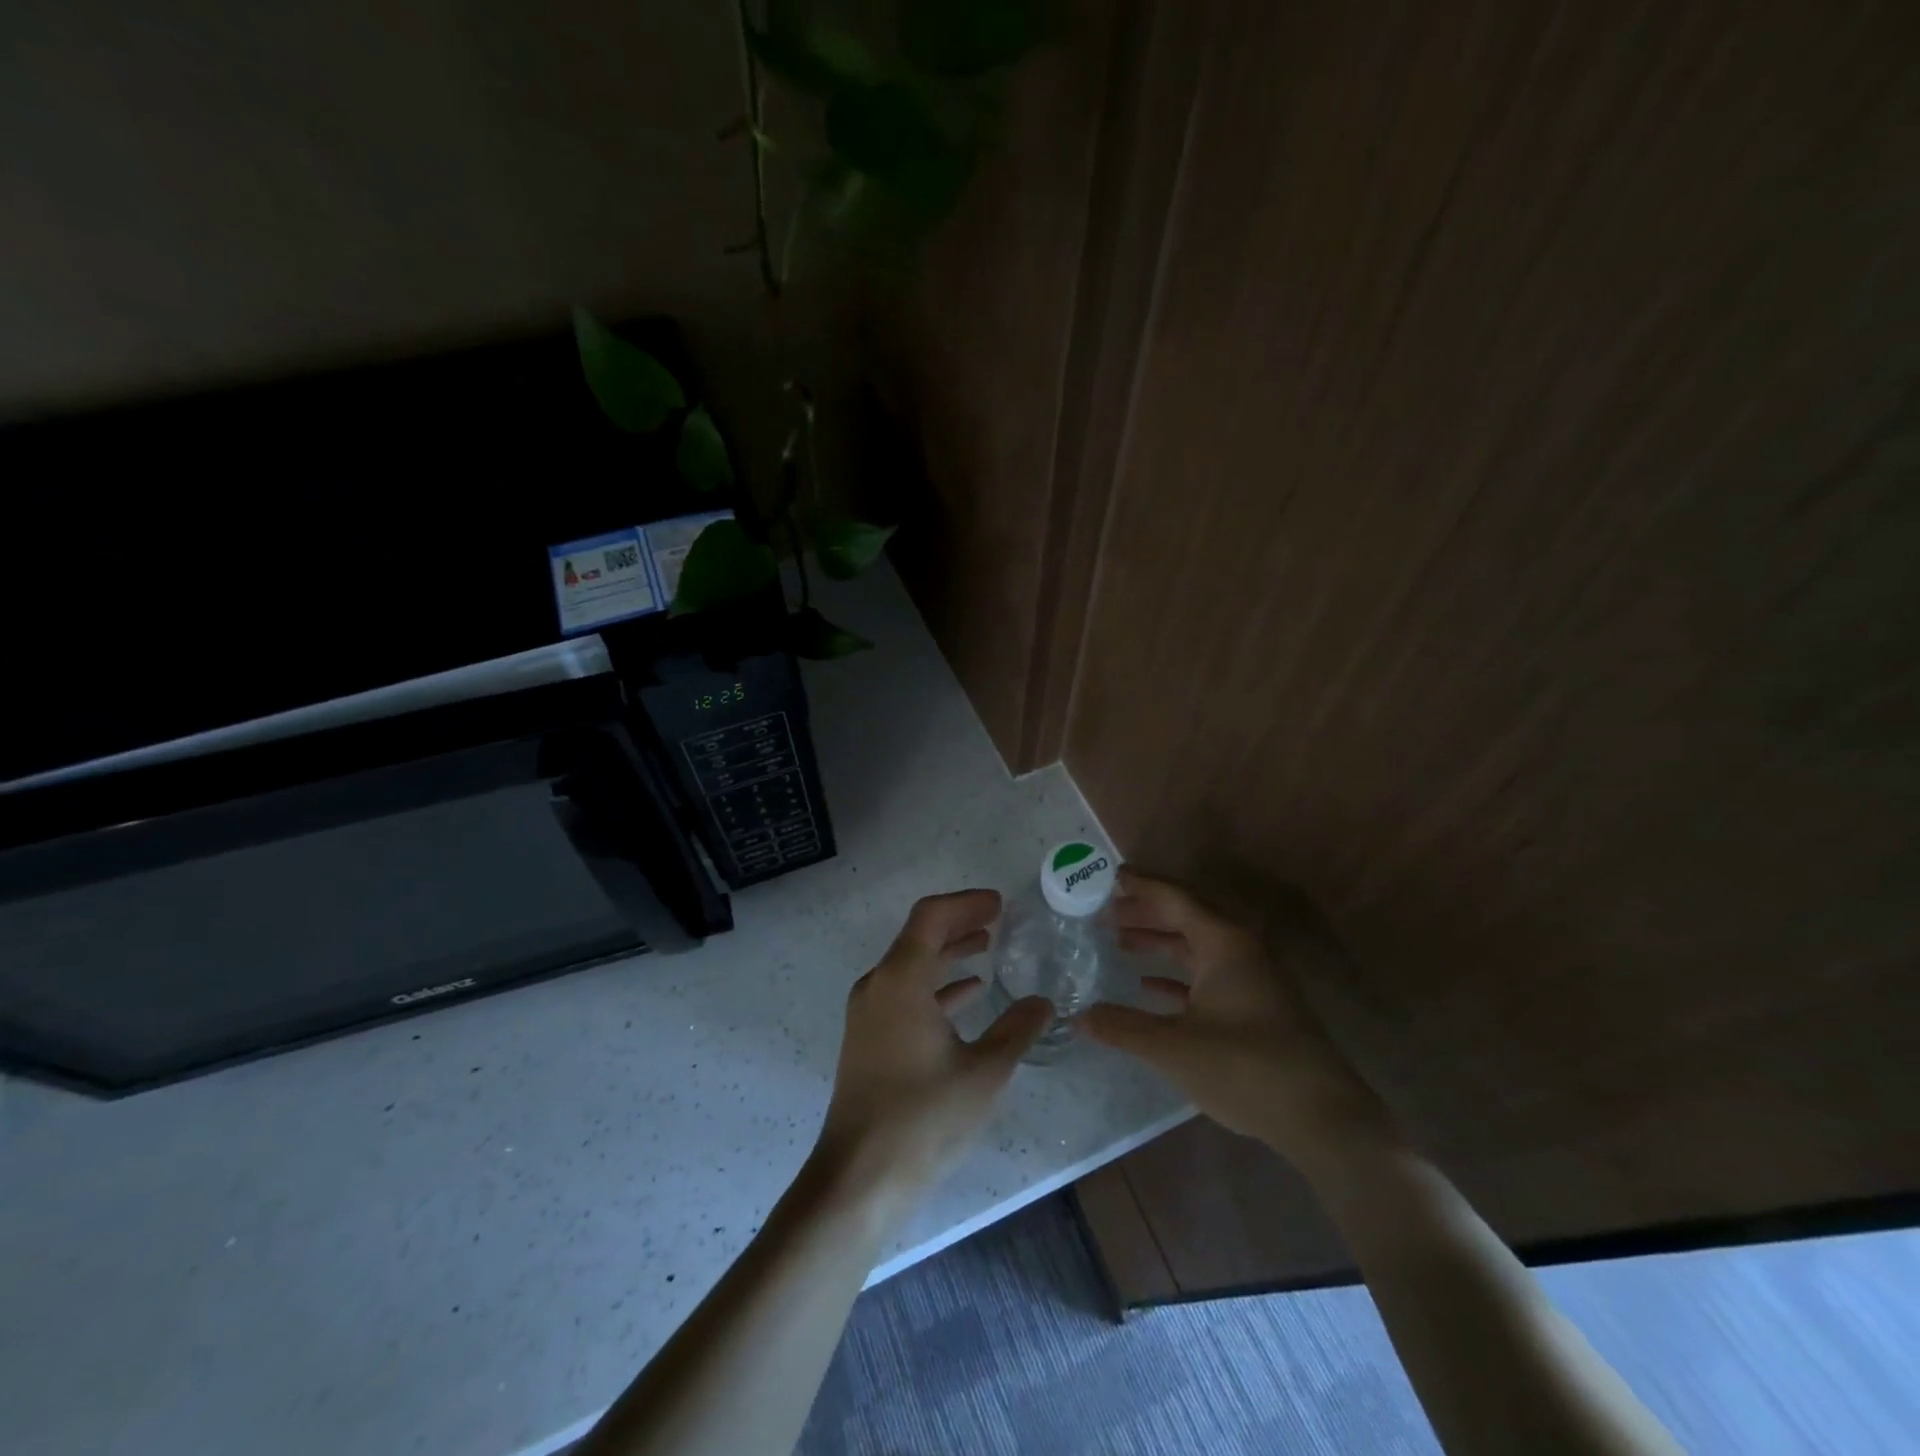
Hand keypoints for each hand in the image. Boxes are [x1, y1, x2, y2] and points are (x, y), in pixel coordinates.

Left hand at [813, 890, 1051, 1213]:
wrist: (859, 1177)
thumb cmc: (923, 1118)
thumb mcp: (984, 1072)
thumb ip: (1017, 1030)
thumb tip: (1043, 1002)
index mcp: (901, 980)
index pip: (930, 917)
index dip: (966, 904)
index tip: (999, 904)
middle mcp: (878, 985)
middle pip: (919, 936)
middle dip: (959, 923)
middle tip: (998, 920)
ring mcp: (869, 1012)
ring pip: (912, 965)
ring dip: (948, 953)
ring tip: (986, 948)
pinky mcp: (868, 1038)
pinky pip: (905, 993)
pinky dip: (935, 985)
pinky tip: (968, 995)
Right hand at [1082, 869, 1395, 1172]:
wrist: (1320, 1116)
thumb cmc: (1244, 1067)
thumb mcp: (1173, 1047)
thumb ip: (1123, 1028)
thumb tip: (1079, 1017)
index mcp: (1223, 942)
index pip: (1175, 898)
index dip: (1142, 885)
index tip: (1110, 876)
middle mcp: (1239, 949)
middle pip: (1186, 916)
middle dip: (1146, 911)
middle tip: (1106, 909)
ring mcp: (1250, 978)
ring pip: (1196, 946)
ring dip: (1159, 941)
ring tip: (1119, 941)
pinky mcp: (1254, 1005)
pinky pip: (1207, 974)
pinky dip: (1176, 974)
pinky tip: (1148, 984)